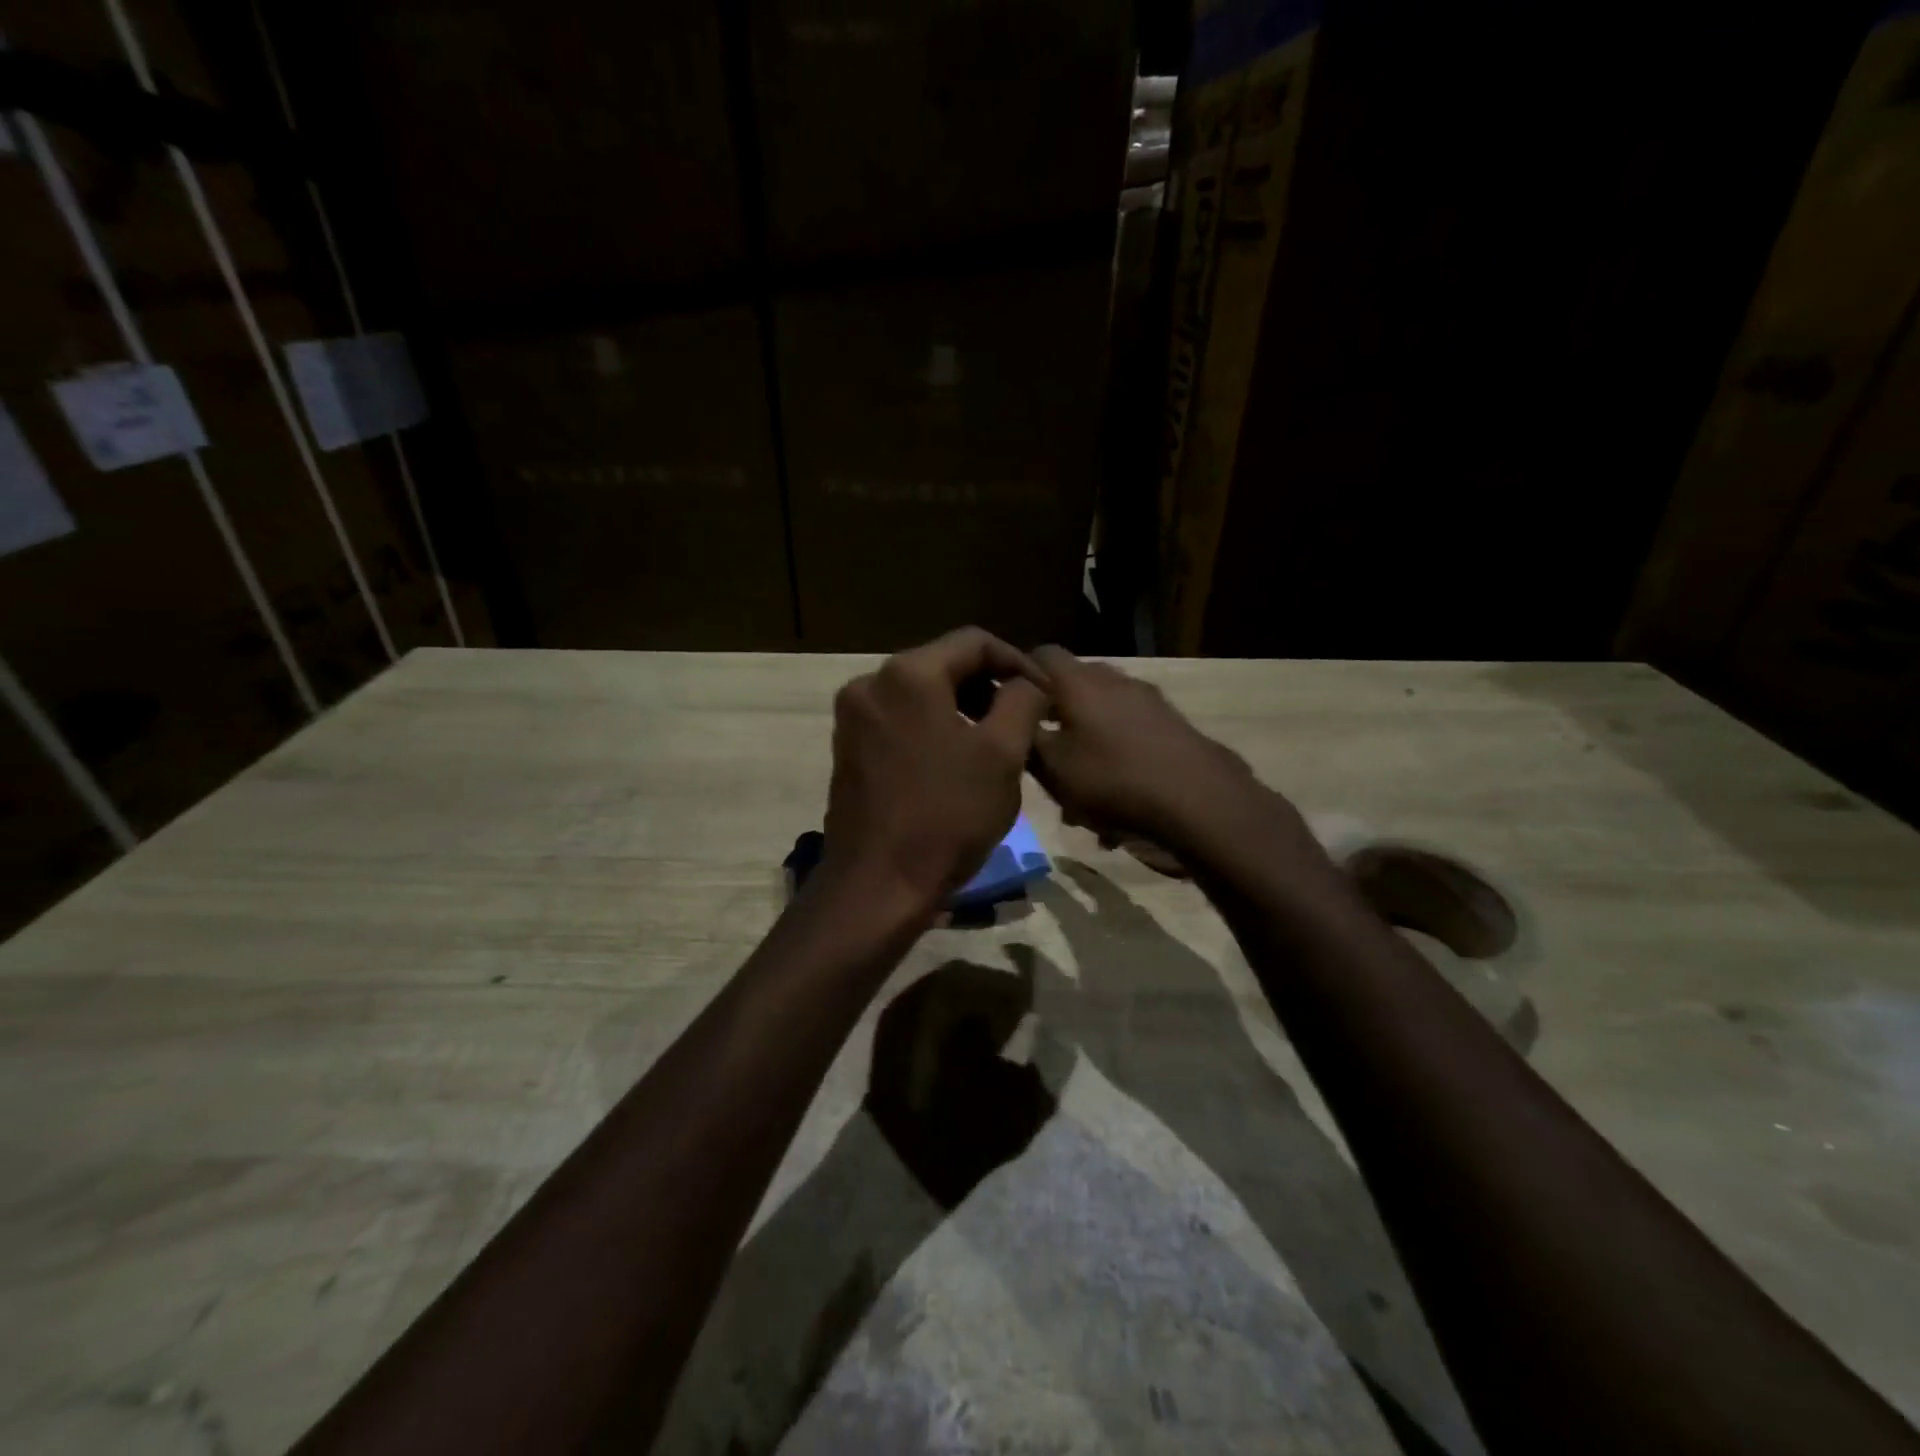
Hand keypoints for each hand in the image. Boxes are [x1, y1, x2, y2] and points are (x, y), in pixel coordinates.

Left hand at [822, 628, 1049, 917]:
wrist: (879, 885)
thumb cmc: (947, 816)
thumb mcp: (1003, 754)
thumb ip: (1022, 700)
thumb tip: (1027, 681)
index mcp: (907, 674)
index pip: (973, 642)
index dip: (1017, 661)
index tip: (1045, 694)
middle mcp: (870, 683)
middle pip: (942, 663)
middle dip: (988, 685)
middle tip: (1023, 718)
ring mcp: (853, 717)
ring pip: (920, 692)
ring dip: (962, 706)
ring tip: (996, 739)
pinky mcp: (847, 747)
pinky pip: (899, 719)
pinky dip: (932, 726)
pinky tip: (957, 758)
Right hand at [1028, 646, 1287, 854]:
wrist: (1199, 800)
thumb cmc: (1112, 779)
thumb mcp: (1053, 768)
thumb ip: (1027, 739)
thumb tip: (1016, 719)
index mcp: (1079, 682)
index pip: (1041, 655)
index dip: (1021, 676)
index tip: (1011, 708)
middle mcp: (1115, 680)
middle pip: (1074, 687)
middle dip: (1056, 719)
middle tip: (1045, 757)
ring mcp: (1148, 701)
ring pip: (1102, 717)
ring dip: (1087, 747)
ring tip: (1082, 799)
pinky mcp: (1172, 725)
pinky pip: (1130, 737)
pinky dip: (1116, 762)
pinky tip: (1116, 809)